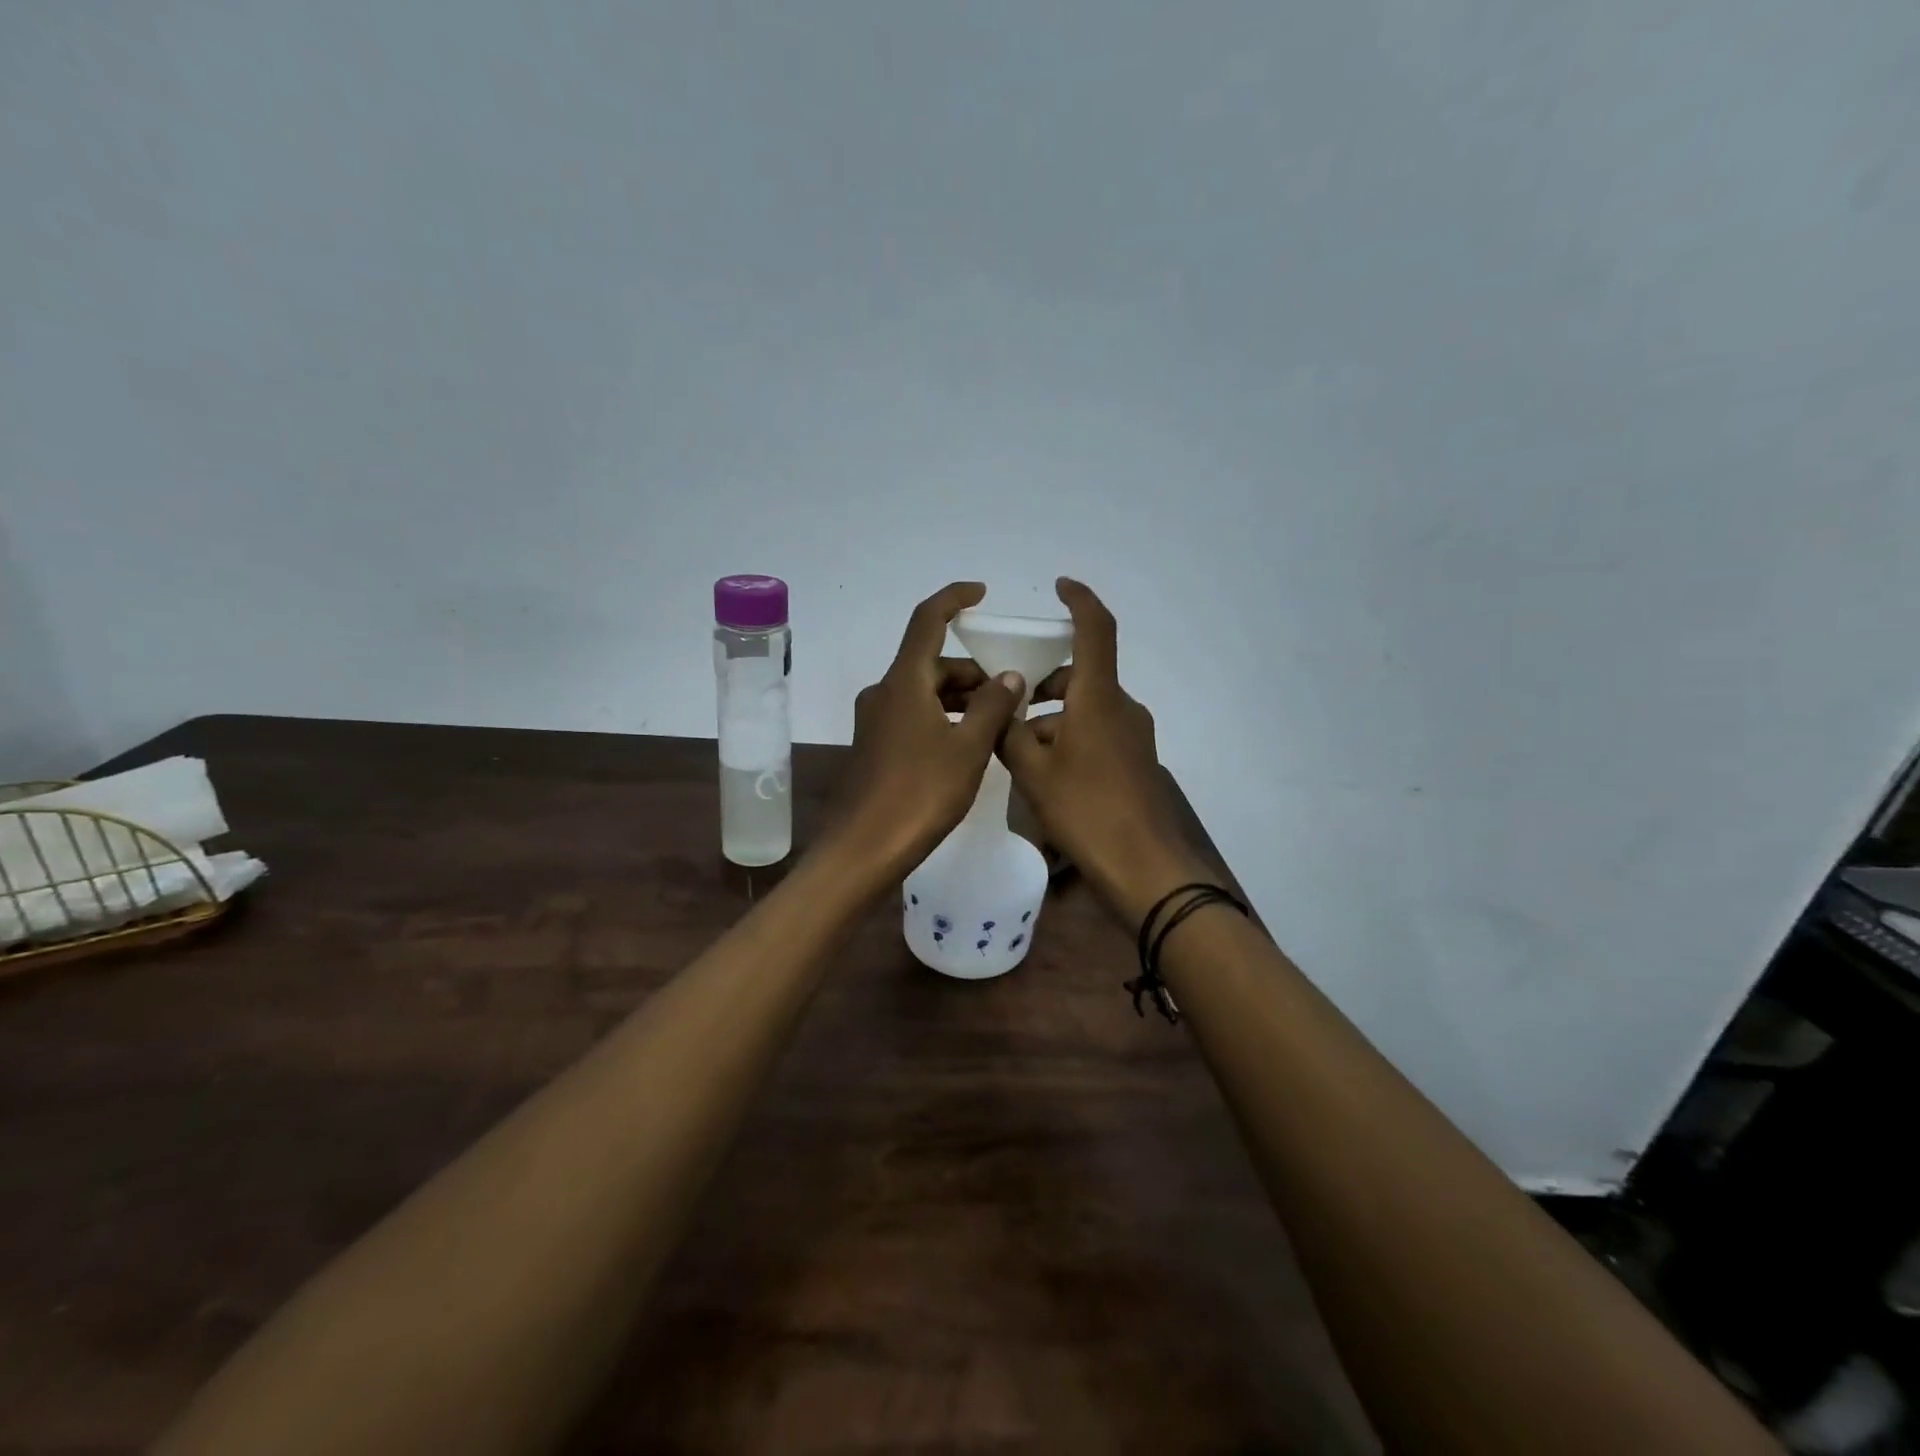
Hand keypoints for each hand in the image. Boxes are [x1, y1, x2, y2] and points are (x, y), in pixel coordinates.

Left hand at [830, 582, 1025, 875]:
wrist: (864, 848)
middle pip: (931, 662)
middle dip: (972, 672)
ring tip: (996, 724)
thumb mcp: (968, 748)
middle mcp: (884, 692)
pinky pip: (913, 716)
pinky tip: (966, 746)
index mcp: (904, 682)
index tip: (981, 592)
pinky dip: (941, 718)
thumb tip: (1009, 676)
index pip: (927, 621)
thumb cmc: (920, 793)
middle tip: (1010, 695)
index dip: (953, 599)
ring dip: (959, 699)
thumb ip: (992, 706)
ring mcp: (875, 721)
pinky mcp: (874, 746)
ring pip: (923, 692)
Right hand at [998, 579, 1208, 924]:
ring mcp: (1134, 735)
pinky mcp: (1137, 761)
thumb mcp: (1033, 772)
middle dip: (1044, 689)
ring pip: (1086, 710)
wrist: (1144, 867)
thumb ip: (1010, 735)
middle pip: (1081, 678)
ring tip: (1020, 757)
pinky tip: (1048, 777)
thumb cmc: (1085, 810)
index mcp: (1099, 697)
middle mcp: (1122, 707)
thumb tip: (1004, 711)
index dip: (1079, 601)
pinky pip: (1099, 734)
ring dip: (1054, 721)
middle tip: (1008, 713)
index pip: (1095, 630)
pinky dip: (1071, 740)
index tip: (1060, 586)